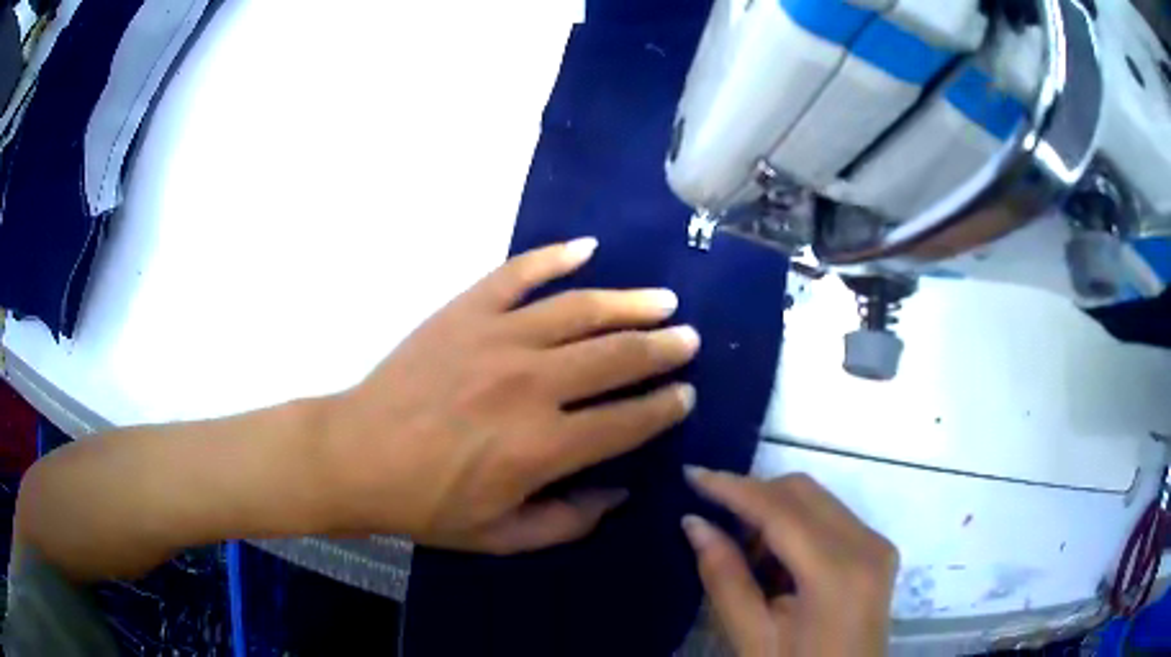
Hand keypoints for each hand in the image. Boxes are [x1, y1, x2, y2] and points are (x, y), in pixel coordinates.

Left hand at [318, 238, 699, 553]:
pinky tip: (587, 248)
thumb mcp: (501, 537)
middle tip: (688, 340)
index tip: (685, 395)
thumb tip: (619, 492)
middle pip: (616, 356)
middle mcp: (531, 384)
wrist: (357, 456)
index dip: (664, 408)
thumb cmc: (426, 504)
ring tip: (662, 301)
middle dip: (662, 349)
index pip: (626, 421)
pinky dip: (554, 257)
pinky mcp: (466, 311)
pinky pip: (518, 274)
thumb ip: (569, 522)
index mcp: (542, 447)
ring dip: (629, 303)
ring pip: (580, 309)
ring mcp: (497, 338)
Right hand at [682, 470, 897, 656]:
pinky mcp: (879, 551)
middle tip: (713, 522)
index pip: (781, 510)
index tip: (691, 473)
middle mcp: (867, 544)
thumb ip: (725, 578)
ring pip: (817, 500)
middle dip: (754, 496)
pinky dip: (797, 527)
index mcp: (837, 573)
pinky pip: (831, 517)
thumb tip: (694, 522)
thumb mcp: (752, 638)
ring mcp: (878, 545)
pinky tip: (777, 564)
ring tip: (747, 557)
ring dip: (775, 513)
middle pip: (803, 492)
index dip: (733, 488)